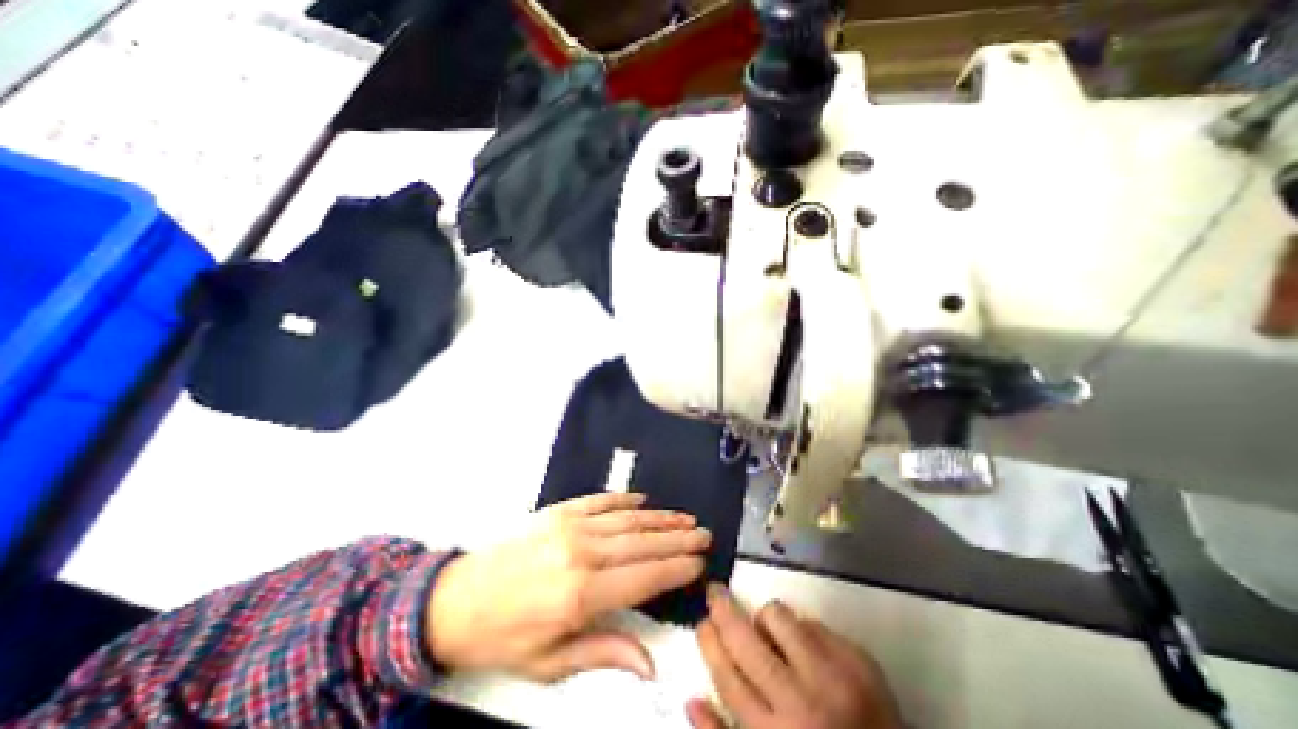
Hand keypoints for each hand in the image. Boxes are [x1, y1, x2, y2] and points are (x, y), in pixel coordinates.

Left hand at [428, 490, 706, 682]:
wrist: (455, 599)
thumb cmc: (504, 636)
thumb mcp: (550, 662)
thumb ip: (603, 653)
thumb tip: (648, 664)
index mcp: (582, 594)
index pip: (644, 578)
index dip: (675, 569)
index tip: (698, 562)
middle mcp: (583, 553)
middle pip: (642, 543)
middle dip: (677, 539)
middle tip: (703, 533)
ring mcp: (571, 526)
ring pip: (627, 519)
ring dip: (659, 518)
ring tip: (684, 517)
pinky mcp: (559, 511)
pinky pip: (600, 500)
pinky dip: (625, 499)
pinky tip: (643, 500)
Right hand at [690, 584, 904, 728]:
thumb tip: (692, 700)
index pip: (727, 674)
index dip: (709, 641)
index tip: (702, 622)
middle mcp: (803, 704)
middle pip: (745, 638)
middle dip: (723, 609)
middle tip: (715, 594)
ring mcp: (836, 678)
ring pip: (779, 616)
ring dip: (766, 620)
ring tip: (769, 635)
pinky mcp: (861, 662)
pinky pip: (814, 623)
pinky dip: (803, 632)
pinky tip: (807, 655)